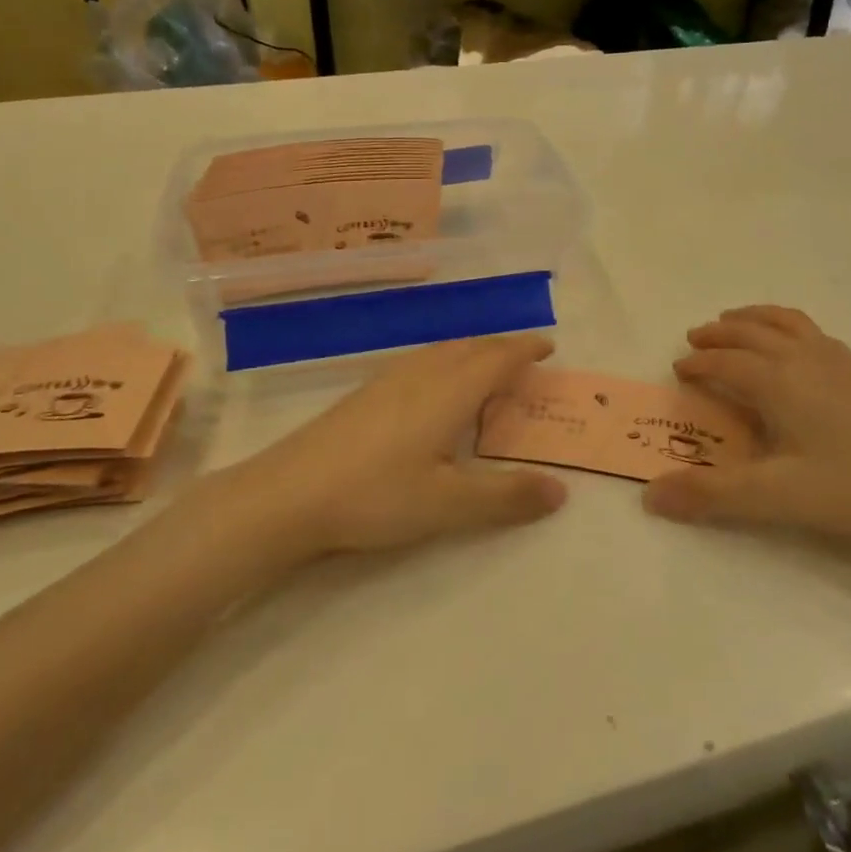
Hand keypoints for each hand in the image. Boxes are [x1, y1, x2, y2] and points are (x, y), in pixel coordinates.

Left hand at [225, 334, 567, 555]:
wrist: (288, 494)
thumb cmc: (376, 495)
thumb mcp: (449, 505)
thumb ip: (507, 497)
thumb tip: (561, 491)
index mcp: (449, 391)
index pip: (497, 358)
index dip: (525, 349)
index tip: (548, 346)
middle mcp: (422, 374)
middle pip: (470, 347)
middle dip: (501, 348)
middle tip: (523, 359)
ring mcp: (387, 380)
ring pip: (441, 352)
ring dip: (471, 352)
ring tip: (484, 368)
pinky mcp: (364, 394)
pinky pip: (419, 362)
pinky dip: (444, 363)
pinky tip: (431, 388)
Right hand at [642, 305, 850, 554]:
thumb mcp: (777, 497)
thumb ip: (712, 495)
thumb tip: (651, 495)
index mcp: (779, 381)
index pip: (725, 362)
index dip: (698, 364)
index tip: (678, 370)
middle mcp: (805, 359)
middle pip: (751, 332)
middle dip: (719, 333)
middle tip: (695, 338)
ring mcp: (839, 362)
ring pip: (786, 322)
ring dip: (753, 319)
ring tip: (735, 322)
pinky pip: (813, 332)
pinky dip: (787, 327)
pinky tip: (795, 349)